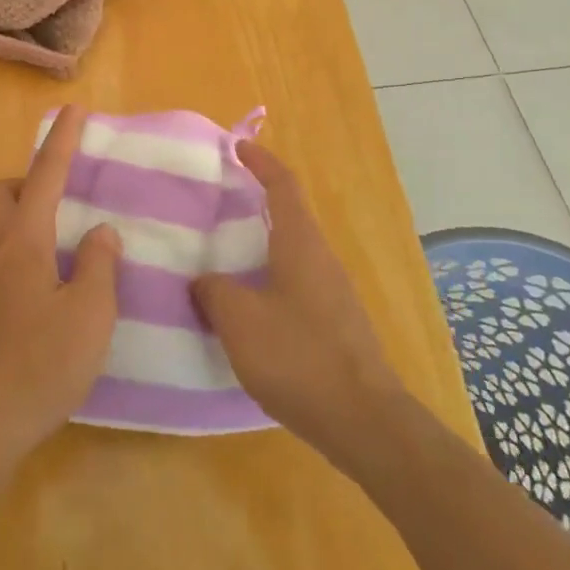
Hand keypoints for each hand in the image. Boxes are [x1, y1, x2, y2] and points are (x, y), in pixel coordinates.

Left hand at [0, 107, 121, 464]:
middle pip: (3, 193)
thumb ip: (100, 265)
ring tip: (66, 241)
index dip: (62, 140)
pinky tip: (52, 283)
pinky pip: (0, 255)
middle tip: (67, 198)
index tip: (74, 110)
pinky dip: (24, 248)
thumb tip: (100, 231)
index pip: (45, 176)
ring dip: (26, 216)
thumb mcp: (90, 314)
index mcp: (24, 241)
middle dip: (30, 181)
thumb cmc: (40, 364)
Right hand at [192, 140, 404, 460]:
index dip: (261, 161)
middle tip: (217, 205)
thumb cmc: (299, 357)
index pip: (283, 185)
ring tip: (222, 257)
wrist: (364, 421)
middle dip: (256, 203)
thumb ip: (214, 292)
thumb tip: (204, 281)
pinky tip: (245, 307)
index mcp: (300, 244)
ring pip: (291, 253)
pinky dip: (267, 280)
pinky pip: (294, 285)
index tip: (237, 147)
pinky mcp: (334, 324)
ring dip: (260, 246)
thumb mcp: (240, 320)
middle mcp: (320, 259)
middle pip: (289, 216)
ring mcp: (332, 293)